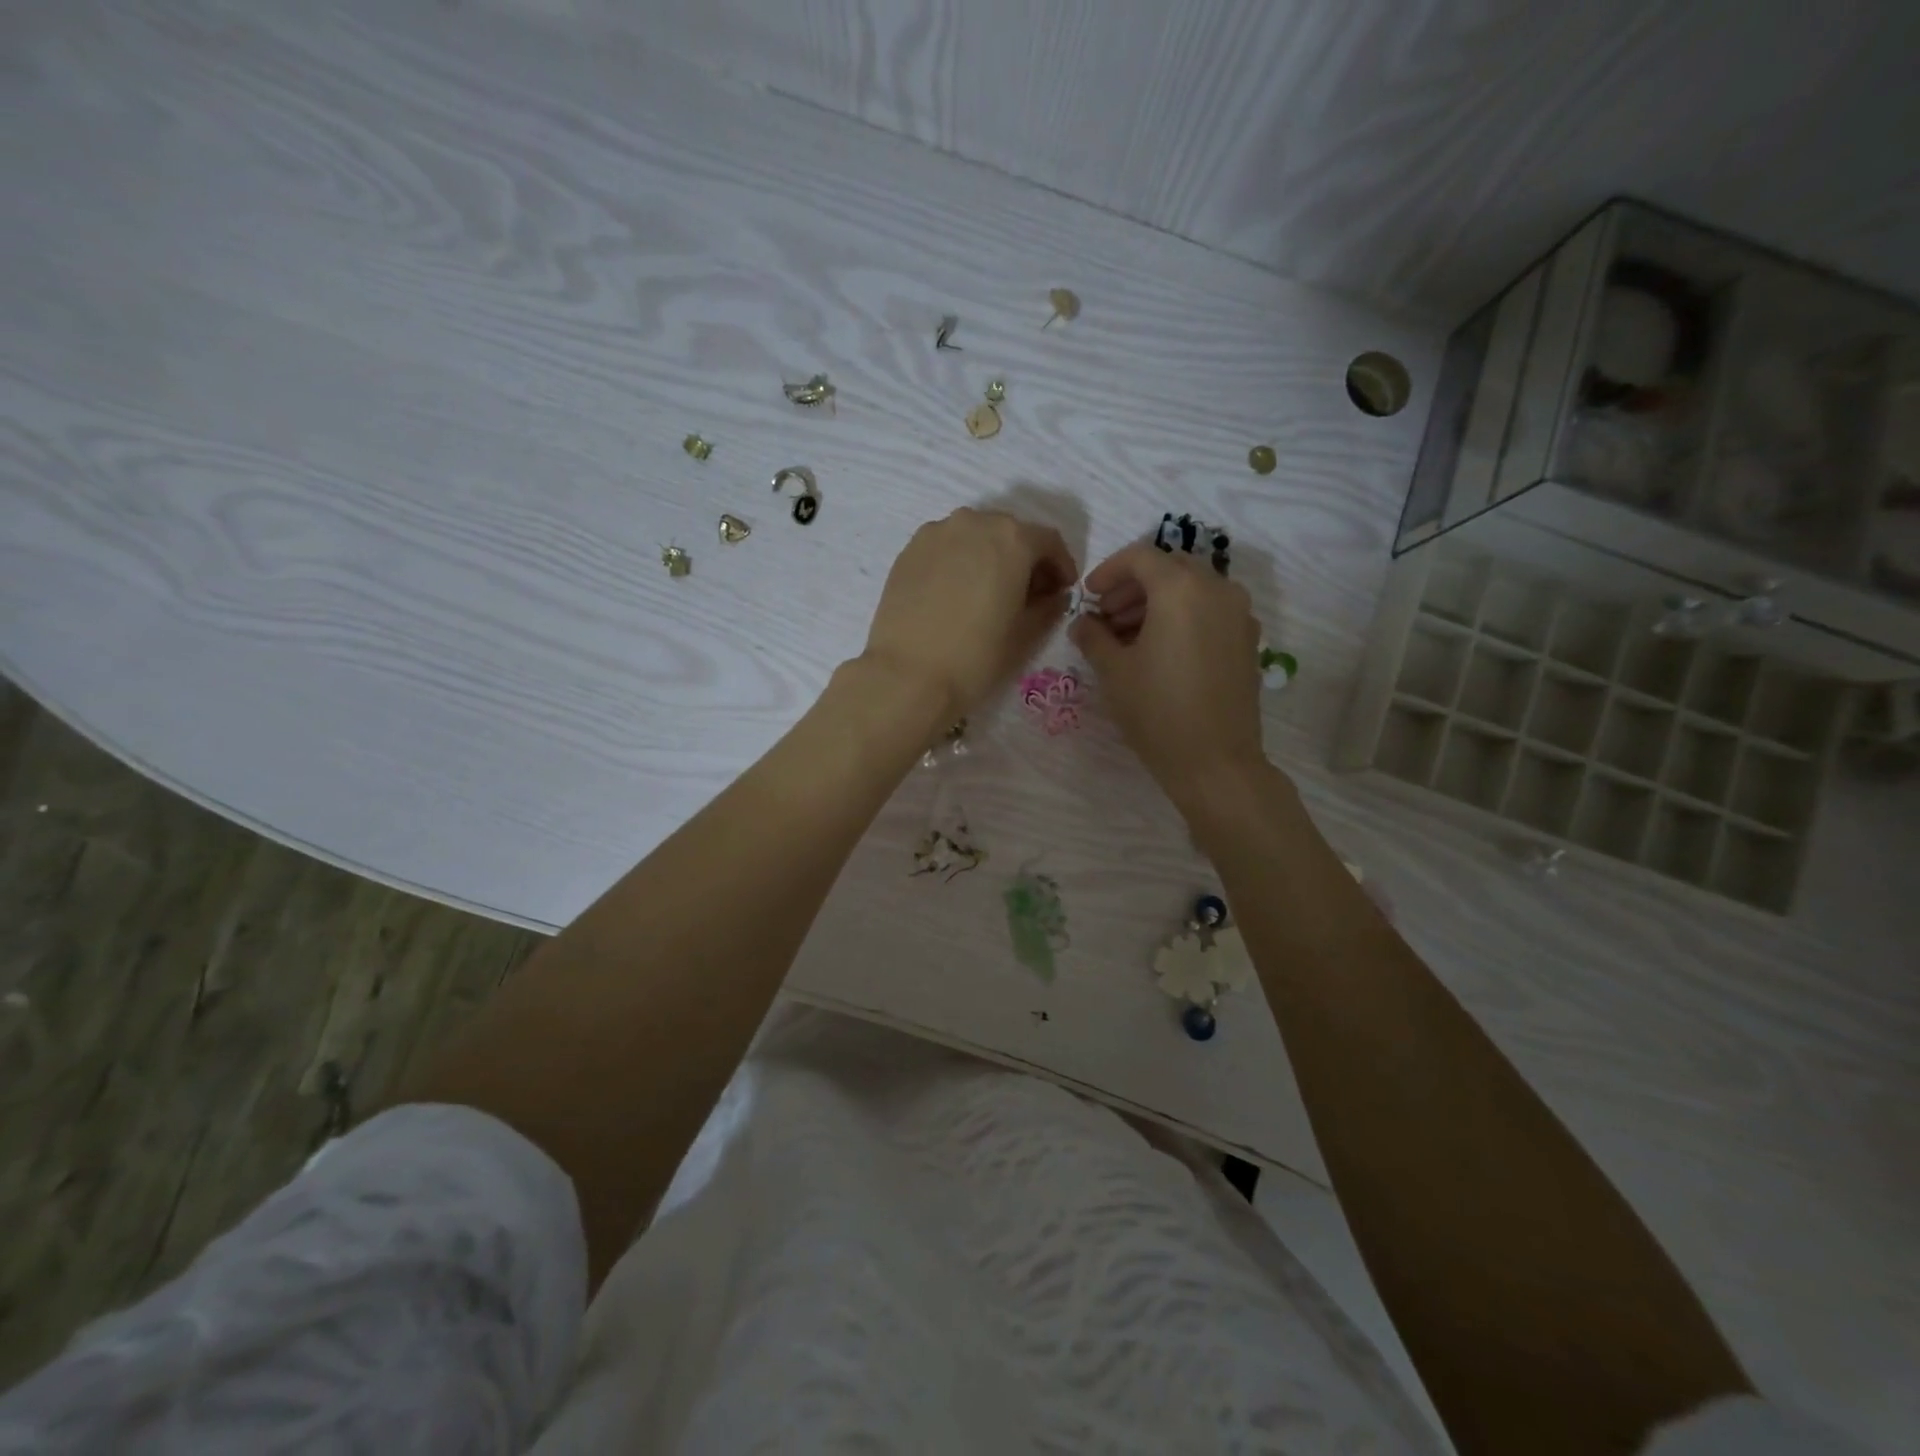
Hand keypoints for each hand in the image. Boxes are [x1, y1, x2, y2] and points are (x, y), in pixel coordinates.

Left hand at [862, 508, 1077, 724]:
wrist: (907, 675)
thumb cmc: (976, 656)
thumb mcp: (1025, 635)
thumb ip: (1048, 607)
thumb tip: (1053, 595)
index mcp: (1012, 538)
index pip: (1048, 541)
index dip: (1061, 565)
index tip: (1061, 590)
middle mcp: (974, 522)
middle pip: (1010, 533)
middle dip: (1025, 559)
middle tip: (1027, 594)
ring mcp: (936, 533)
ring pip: (974, 537)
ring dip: (990, 557)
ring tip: (989, 593)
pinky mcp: (909, 551)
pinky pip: (945, 548)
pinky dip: (959, 562)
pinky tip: (956, 594)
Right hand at [1069, 543, 1266, 806]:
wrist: (1215, 761)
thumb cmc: (1157, 711)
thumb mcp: (1113, 671)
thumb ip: (1093, 637)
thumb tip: (1083, 623)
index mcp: (1180, 589)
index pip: (1140, 557)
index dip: (1108, 571)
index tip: (1089, 596)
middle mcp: (1216, 589)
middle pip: (1169, 569)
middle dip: (1134, 586)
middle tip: (1106, 616)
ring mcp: (1239, 614)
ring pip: (1193, 589)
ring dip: (1158, 601)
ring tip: (1129, 636)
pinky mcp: (1247, 640)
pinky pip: (1211, 611)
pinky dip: (1183, 616)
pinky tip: (1162, 650)